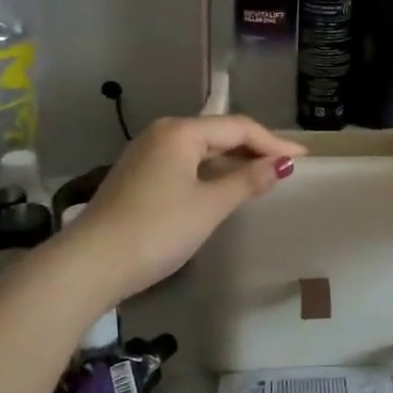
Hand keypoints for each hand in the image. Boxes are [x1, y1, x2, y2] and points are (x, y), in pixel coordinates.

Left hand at [78, 115, 305, 300]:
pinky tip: (224, 186)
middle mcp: (162, 133)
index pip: (238, 127)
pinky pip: (186, 163)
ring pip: (201, 149)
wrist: (90, 265)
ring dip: (233, 160)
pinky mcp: (138, 175)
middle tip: (286, 164)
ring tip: (262, 175)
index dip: (273, 141)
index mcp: (181, 132)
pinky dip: (211, 171)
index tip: (302, 157)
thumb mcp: (209, 206)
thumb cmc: (157, 230)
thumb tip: (282, 164)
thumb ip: (248, 180)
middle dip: (254, 148)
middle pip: (219, 133)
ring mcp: (146, 154)